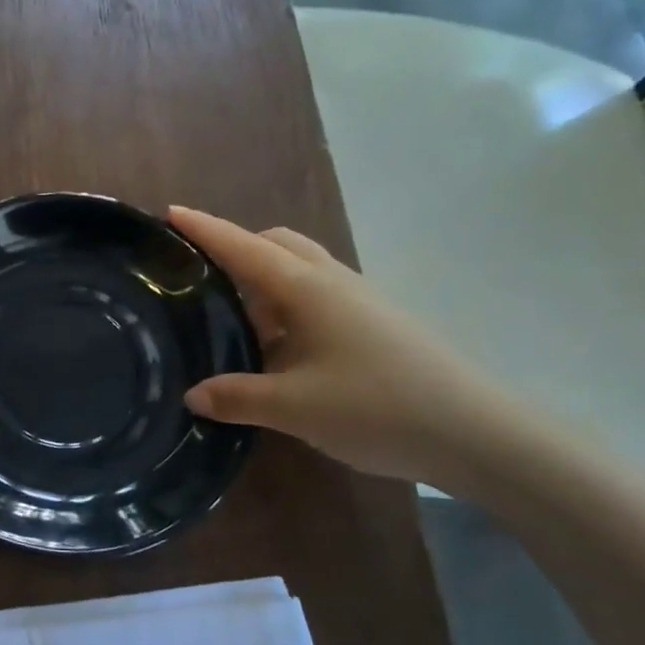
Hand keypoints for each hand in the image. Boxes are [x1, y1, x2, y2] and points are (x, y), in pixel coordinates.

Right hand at [169, 206, 528, 489]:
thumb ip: (236, 397)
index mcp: (305, 288)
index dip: (204, 229)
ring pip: (299, 270)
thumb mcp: (293, 408)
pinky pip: (317, 296)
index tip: (170, 212)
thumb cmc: (376, 407)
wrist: (475, 432)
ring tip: (234, 320)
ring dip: (263, 280)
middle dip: (236, 247)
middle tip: (202, 277)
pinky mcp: (374, 323)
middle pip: (275, 244)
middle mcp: (331, 281)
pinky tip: (278, 350)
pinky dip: (286, 306)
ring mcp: (358, 300)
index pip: (243, 247)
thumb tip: (193, 395)